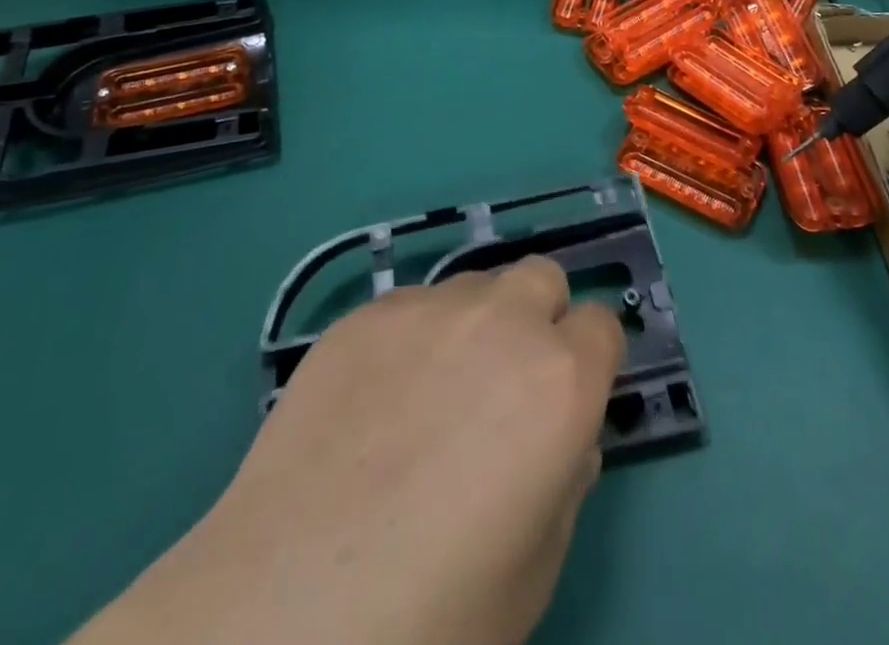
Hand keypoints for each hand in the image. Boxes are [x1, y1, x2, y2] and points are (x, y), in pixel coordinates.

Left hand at [77, 258, 624, 644]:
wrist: (286, 612)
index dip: (591, 361)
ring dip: (476, 323)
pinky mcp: (364, 315)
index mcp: (562, 379)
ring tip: (432, 392)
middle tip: (505, 383)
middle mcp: (503, 320)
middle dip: (539, 318)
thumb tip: (561, 435)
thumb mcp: (536, 566)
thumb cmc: (433, 612)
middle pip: (543, 278)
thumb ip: (566, 477)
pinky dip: (412, 337)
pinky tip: (374, 401)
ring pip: (476, 285)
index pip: (603, 325)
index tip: (568, 397)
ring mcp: (428, 308)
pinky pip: (411, 305)